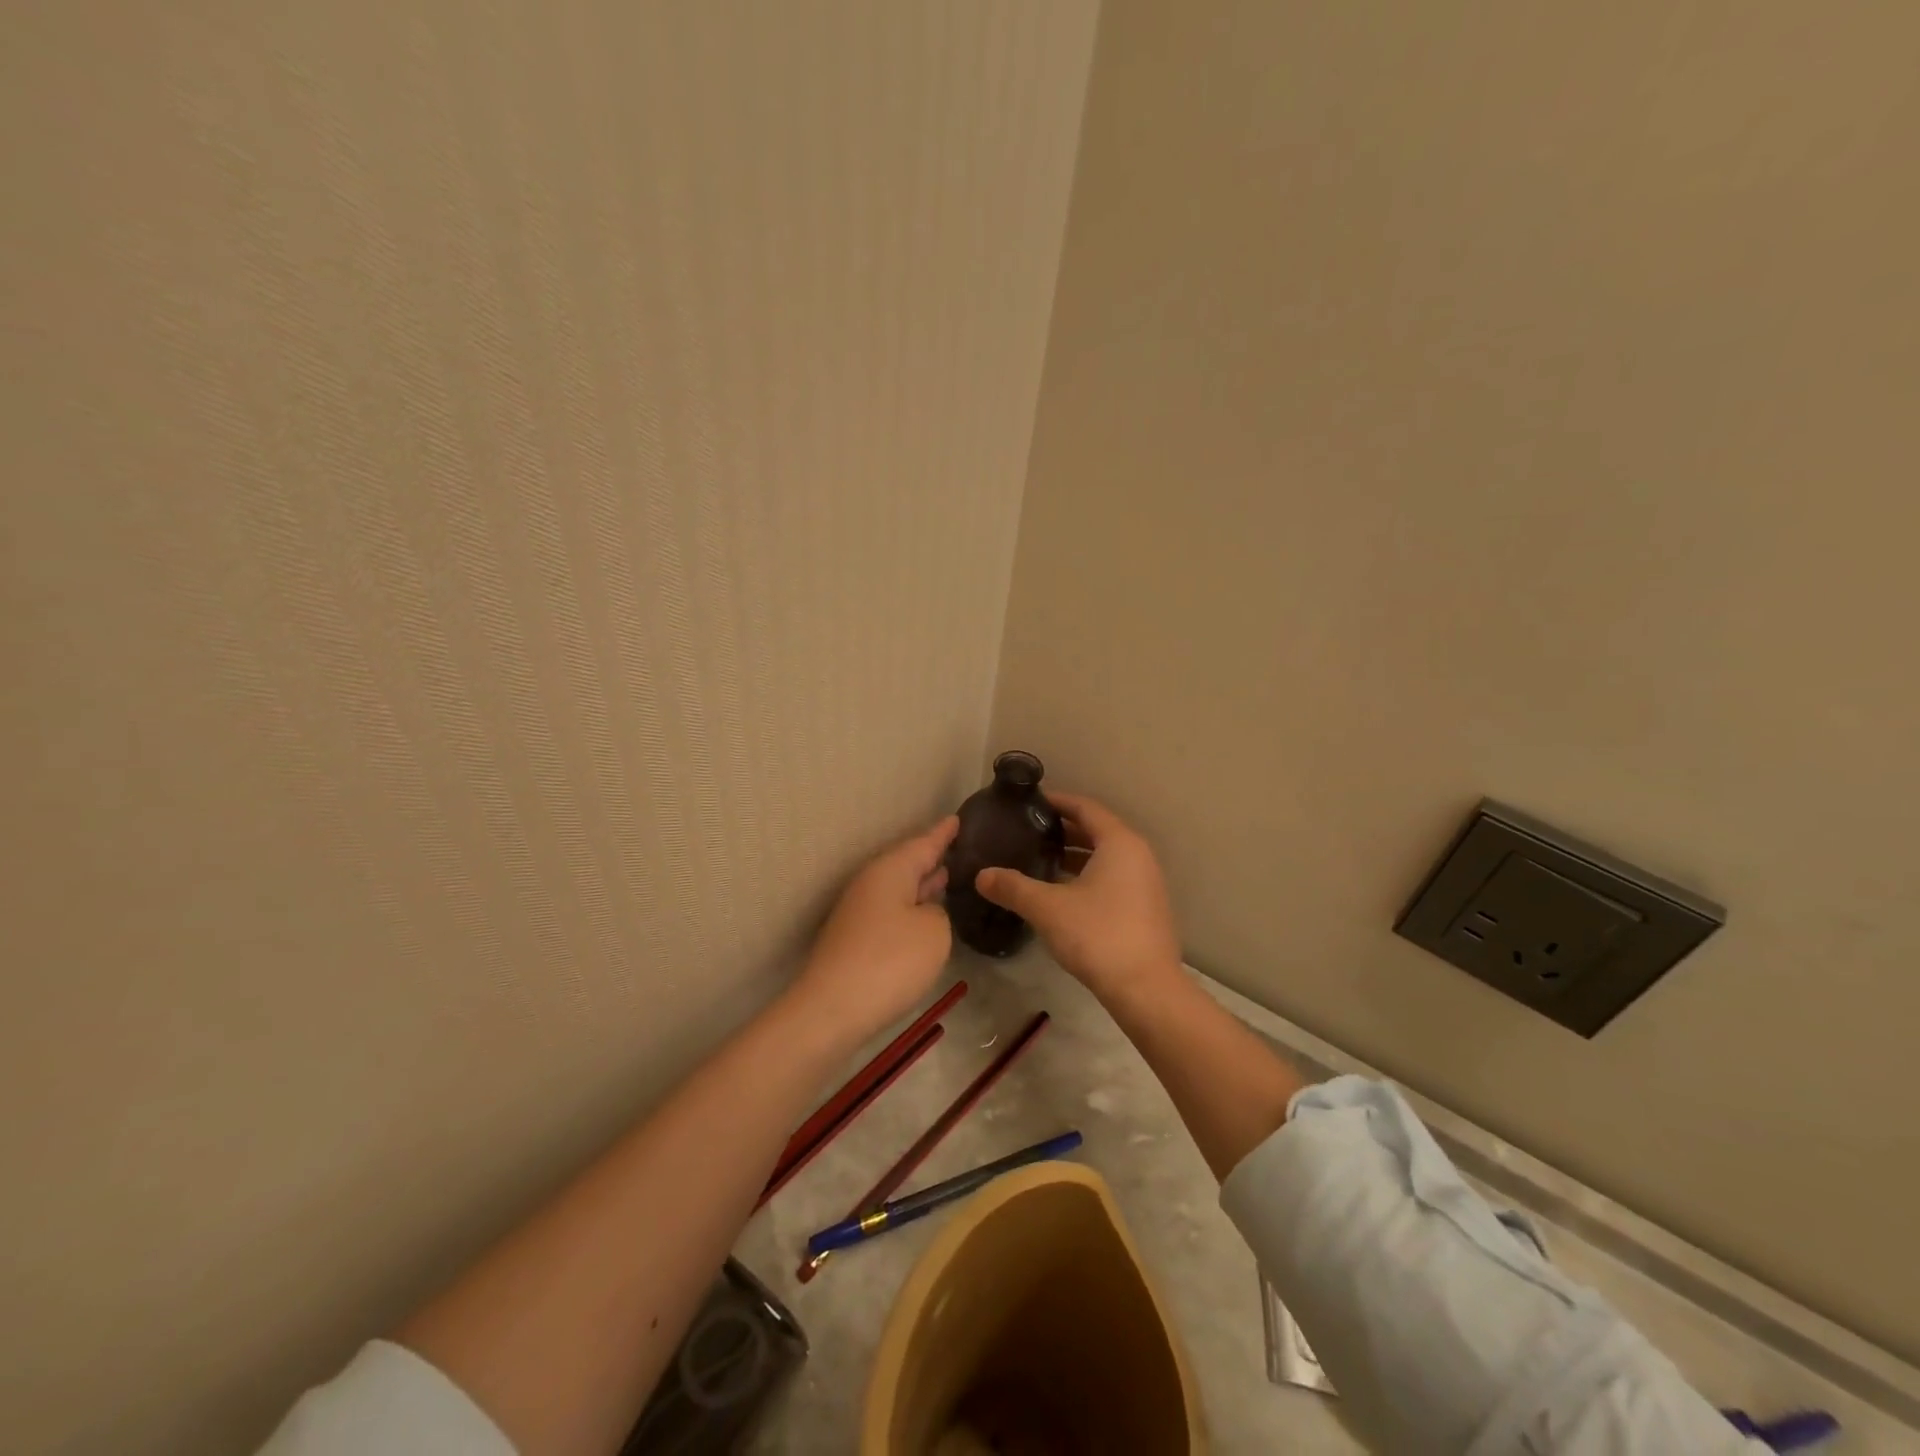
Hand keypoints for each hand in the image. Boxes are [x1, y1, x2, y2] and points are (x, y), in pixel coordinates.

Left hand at [793, 815, 958, 1038]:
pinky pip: (891, 912)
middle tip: (957, 847)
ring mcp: (860, 913)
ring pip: (898, 889)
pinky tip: (925, 916)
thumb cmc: (890, 961)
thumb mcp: (934, 932)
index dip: (943, 833)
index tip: (958, 818)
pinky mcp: (856, 940)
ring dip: (921, 884)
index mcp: (890, 870)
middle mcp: (871, 884)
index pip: (923, 843)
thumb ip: (938, 913)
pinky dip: (911, 908)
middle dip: (931, 856)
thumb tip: (924, 912)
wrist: (832, 1009)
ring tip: (946, 875)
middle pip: (907, 863)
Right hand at [976, 793, 1181, 998]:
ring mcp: (1146, 882)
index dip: (1057, 801)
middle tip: (1028, 831)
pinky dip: (1088, 875)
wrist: (1146, 989)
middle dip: (1063, 829)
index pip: (1086, 808)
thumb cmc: (1098, 935)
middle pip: (1097, 830)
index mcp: (1119, 843)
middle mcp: (1138, 855)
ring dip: (1075, 855)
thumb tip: (981, 875)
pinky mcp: (1145, 907)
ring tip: (1040, 859)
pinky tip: (1062, 892)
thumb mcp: (1047, 908)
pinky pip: (1113, 877)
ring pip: (1105, 856)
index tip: (1030, 803)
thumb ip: (1013, 887)